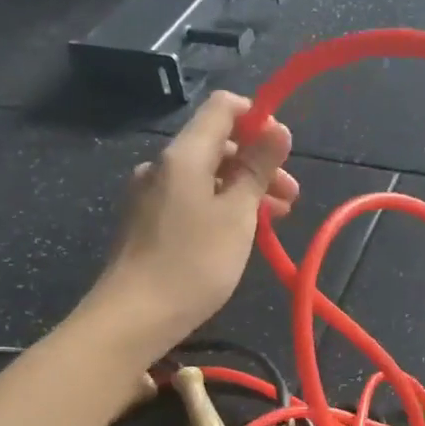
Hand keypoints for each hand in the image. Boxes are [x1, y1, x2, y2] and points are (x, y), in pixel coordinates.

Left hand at [92, 92, 296, 357]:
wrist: (134, 317)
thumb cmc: (194, 263)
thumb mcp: (238, 215)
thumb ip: (258, 168)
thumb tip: (278, 128)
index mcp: (184, 154)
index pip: (222, 108)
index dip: (257, 118)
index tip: (284, 150)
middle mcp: (163, 165)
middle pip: (217, 145)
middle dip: (258, 164)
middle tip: (290, 198)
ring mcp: (150, 194)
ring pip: (206, 176)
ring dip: (243, 189)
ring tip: (275, 220)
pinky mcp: (146, 221)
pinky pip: (190, 199)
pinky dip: (220, 206)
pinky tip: (238, 234)